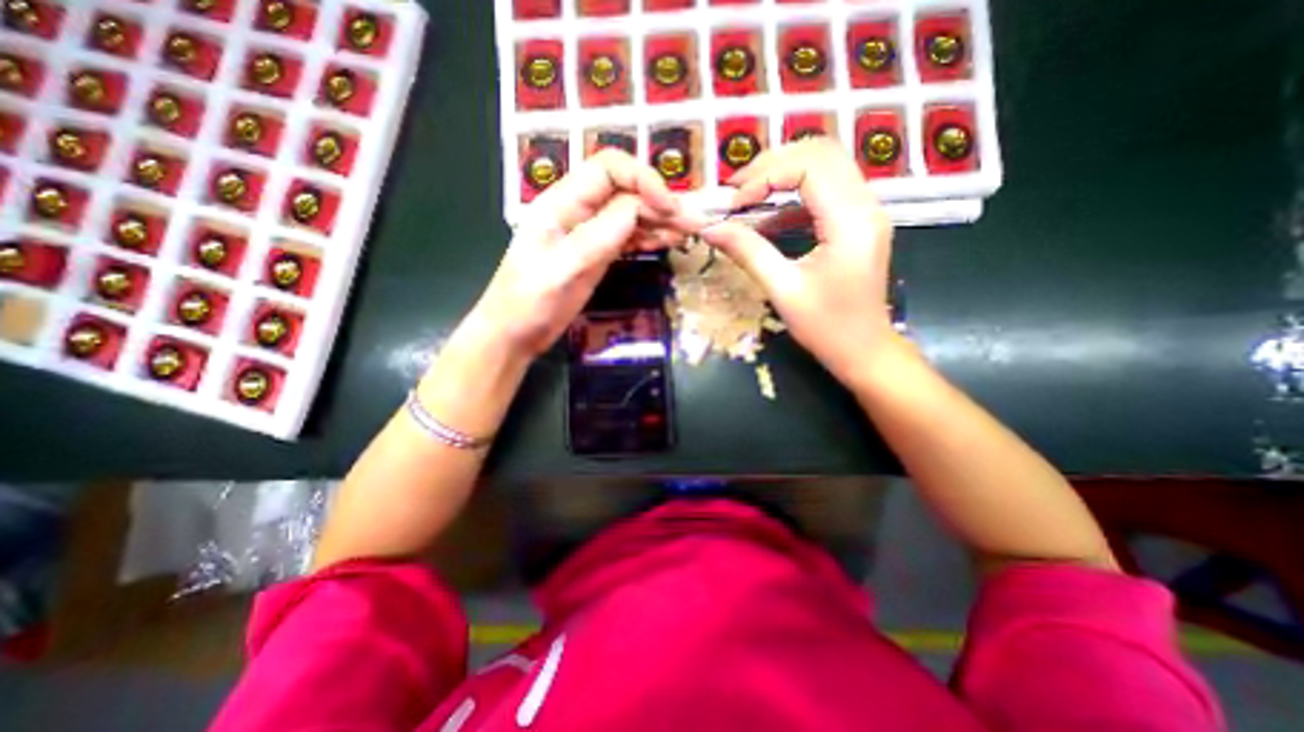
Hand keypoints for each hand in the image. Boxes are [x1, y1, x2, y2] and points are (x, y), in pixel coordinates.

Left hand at [473, 149, 690, 358]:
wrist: (515, 334)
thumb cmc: (527, 303)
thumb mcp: (560, 270)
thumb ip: (596, 238)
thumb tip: (637, 209)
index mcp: (562, 203)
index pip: (608, 169)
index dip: (642, 179)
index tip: (668, 206)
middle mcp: (579, 211)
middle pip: (626, 191)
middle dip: (660, 202)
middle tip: (692, 223)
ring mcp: (590, 234)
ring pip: (631, 214)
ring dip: (660, 220)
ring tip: (687, 233)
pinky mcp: (598, 254)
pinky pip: (629, 237)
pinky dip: (649, 237)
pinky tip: (667, 242)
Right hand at [697, 141, 903, 386]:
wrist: (864, 351)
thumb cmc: (826, 327)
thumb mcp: (783, 290)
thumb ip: (747, 252)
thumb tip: (710, 228)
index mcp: (851, 220)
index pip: (810, 165)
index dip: (766, 175)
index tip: (734, 204)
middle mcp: (866, 205)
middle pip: (821, 153)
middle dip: (773, 164)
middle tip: (737, 190)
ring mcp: (866, 212)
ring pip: (826, 167)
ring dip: (783, 175)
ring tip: (747, 198)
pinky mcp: (858, 223)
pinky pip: (826, 192)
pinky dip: (793, 197)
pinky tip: (769, 219)